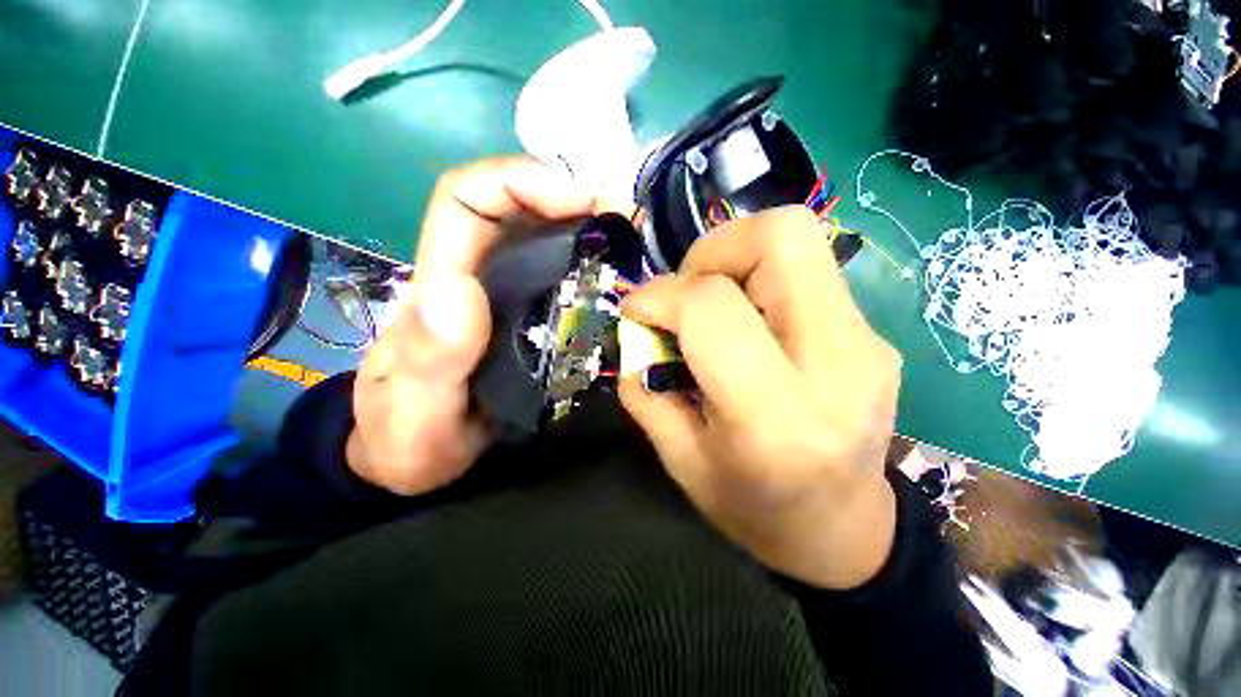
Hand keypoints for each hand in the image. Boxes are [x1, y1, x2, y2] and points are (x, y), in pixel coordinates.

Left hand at [347, 158, 597, 494]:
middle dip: (572, 200)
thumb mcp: (412, 410)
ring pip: (545, 239)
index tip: (582, 198)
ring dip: (589, 230)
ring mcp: (506, 296)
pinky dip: (593, 268)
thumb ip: (430, 357)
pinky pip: (562, 278)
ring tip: (634, 245)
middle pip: (517, 210)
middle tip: (628, 221)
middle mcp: (476, 277)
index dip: (521, 180)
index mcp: (441, 286)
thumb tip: (460, 289)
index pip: (467, 201)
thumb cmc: (407, 436)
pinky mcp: (529, 317)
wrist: (418, 456)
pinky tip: (619, 280)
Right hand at [619, 207, 901, 589]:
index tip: (637, 311)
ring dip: (736, 258)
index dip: (660, 295)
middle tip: (687, 292)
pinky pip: (808, 271)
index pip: (714, 309)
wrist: (843, 531)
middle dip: (713, 250)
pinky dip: (761, 280)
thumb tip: (635, 330)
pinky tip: (749, 323)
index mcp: (776, 418)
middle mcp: (836, 365)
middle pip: (780, 237)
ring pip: (798, 239)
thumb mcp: (678, 459)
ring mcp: (867, 342)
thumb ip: (645, 387)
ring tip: (714, 304)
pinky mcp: (873, 335)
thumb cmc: (752, 508)